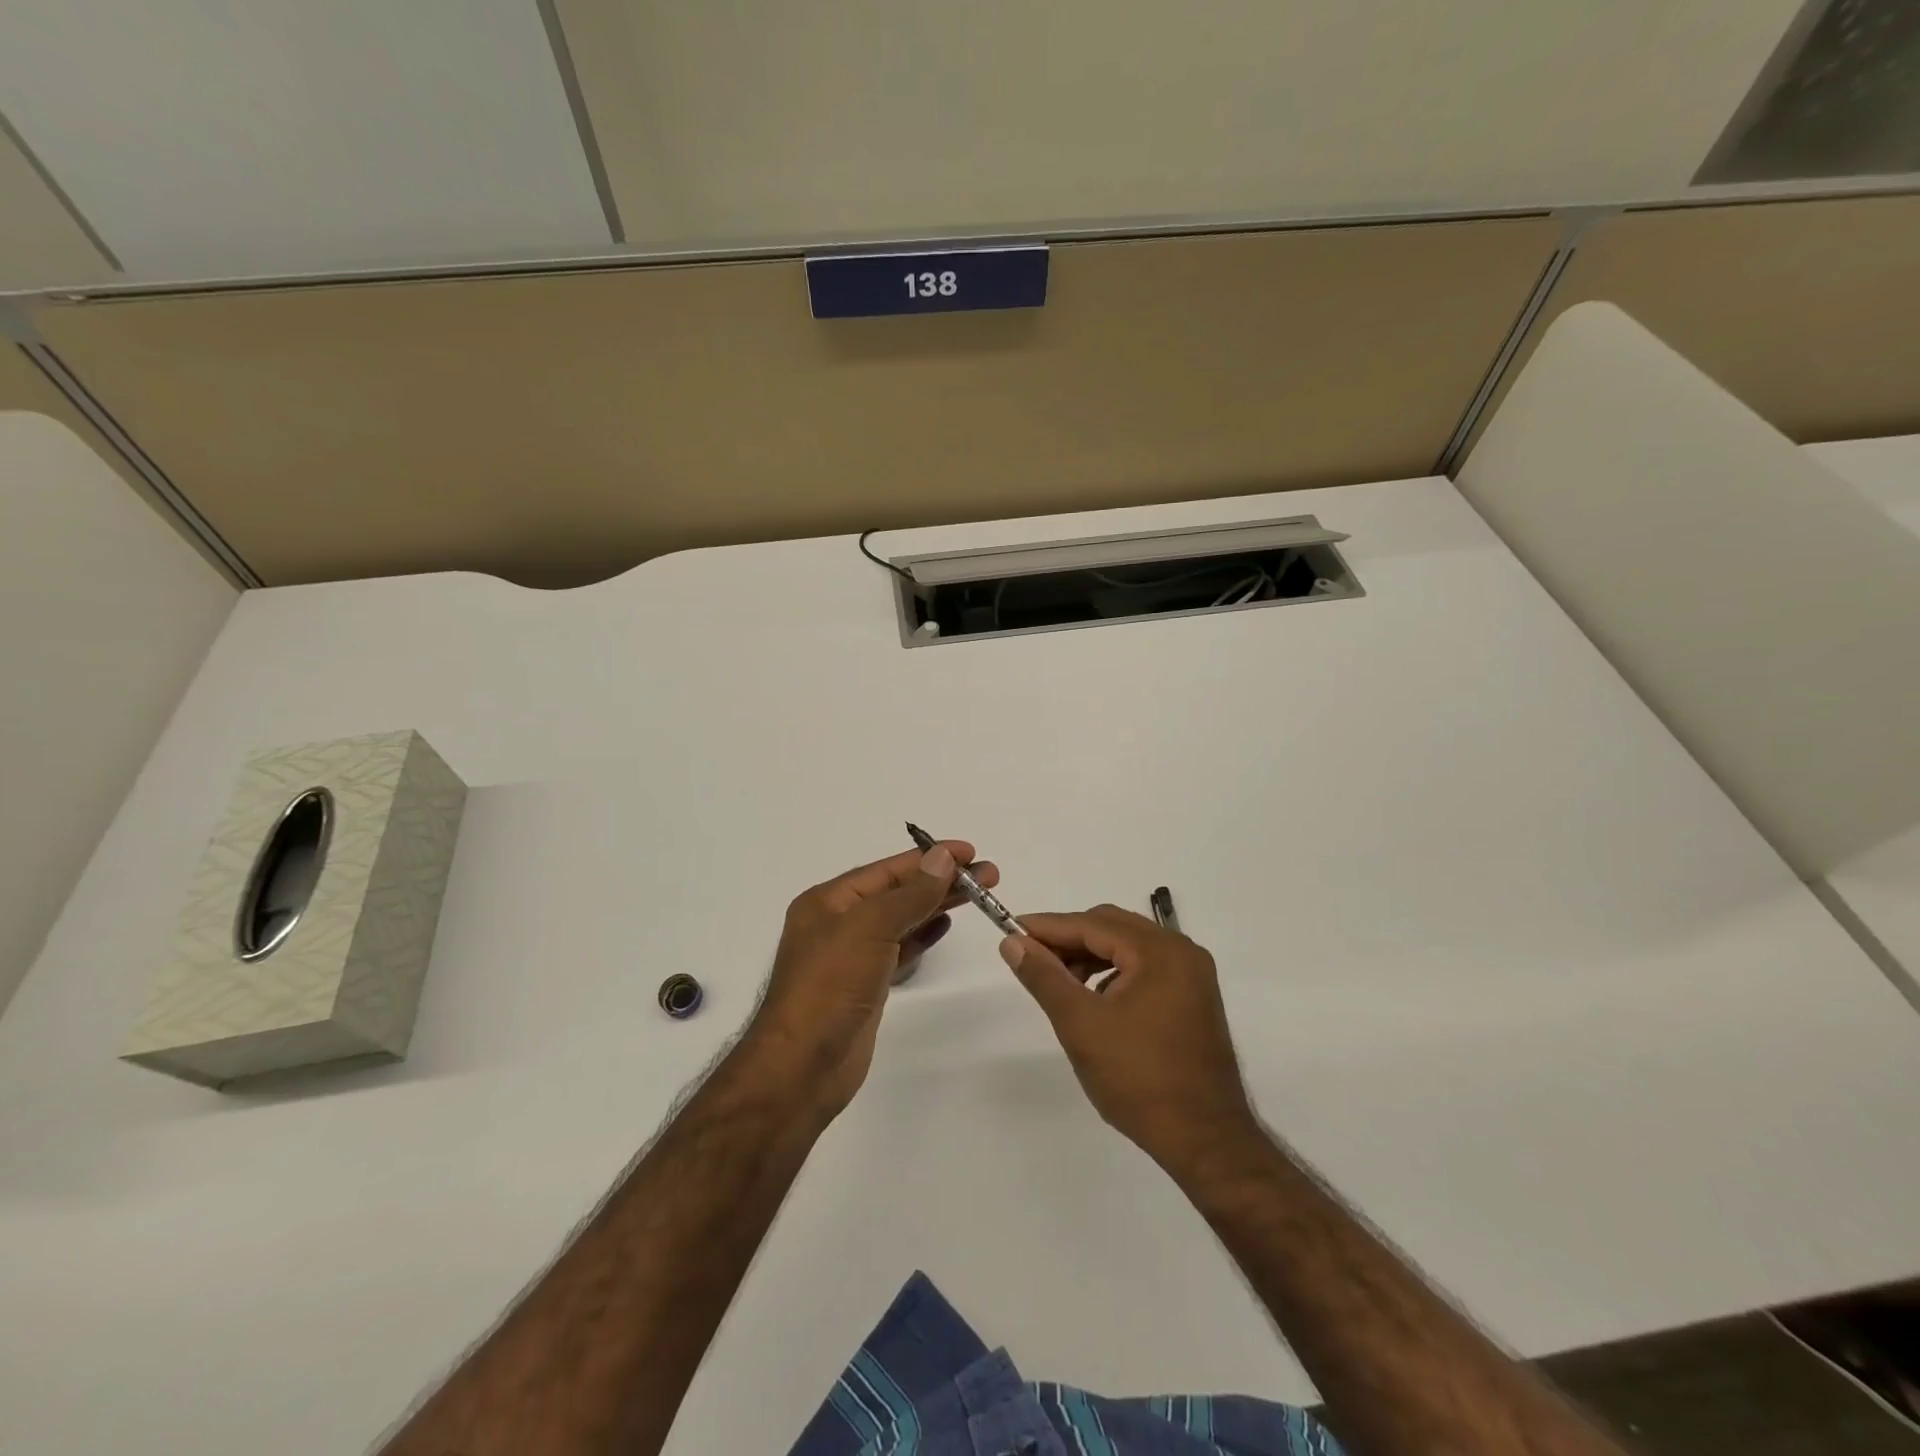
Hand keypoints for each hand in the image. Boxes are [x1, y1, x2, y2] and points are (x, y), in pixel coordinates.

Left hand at [747, 841, 998, 1121]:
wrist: (802, 1067)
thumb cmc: (830, 987)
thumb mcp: (869, 929)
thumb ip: (910, 894)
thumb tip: (941, 857)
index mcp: (830, 901)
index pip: (888, 870)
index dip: (929, 858)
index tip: (970, 852)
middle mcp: (839, 922)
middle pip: (898, 892)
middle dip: (941, 880)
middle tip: (989, 875)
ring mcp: (852, 956)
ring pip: (902, 920)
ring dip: (937, 905)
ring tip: (977, 895)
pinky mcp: (866, 985)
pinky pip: (900, 949)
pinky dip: (923, 935)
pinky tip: (945, 924)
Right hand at [1002, 905, 1257, 1173]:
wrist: (1204, 1141)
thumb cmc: (1138, 1079)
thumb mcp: (1081, 1024)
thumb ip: (1045, 977)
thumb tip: (1013, 942)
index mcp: (1160, 951)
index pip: (1093, 924)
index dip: (1049, 927)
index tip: (1012, 930)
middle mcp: (1182, 951)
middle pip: (1113, 927)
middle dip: (1070, 940)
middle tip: (1032, 957)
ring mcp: (1193, 975)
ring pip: (1129, 947)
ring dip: (1091, 956)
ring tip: (1061, 983)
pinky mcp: (1194, 999)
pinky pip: (1145, 968)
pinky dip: (1114, 973)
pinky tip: (1095, 1000)